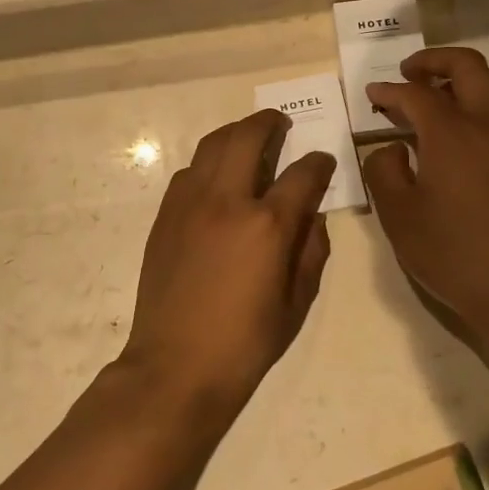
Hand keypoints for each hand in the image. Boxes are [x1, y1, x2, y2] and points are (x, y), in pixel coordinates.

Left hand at [122, 111, 335, 419]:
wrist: (175, 365)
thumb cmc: (245, 342)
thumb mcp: (297, 303)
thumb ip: (311, 251)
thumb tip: (313, 217)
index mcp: (267, 225)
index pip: (302, 174)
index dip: (319, 162)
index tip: (323, 160)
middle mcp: (227, 201)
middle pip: (248, 137)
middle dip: (270, 123)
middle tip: (281, 124)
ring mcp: (190, 204)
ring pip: (212, 145)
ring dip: (235, 134)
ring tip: (249, 139)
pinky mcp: (165, 215)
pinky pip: (189, 172)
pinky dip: (208, 163)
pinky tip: (217, 178)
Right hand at [363, 47, 488, 360]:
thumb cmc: (454, 255)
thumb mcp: (399, 217)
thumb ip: (384, 172)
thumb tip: (390, 148)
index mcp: (451, 134)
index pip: (416, 94)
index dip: (389, 90)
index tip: (372, 94)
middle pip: (467, 65)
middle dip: (433, 60)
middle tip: (409, 73)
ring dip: (470, 74)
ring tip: (446, 91)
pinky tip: (475, 127)